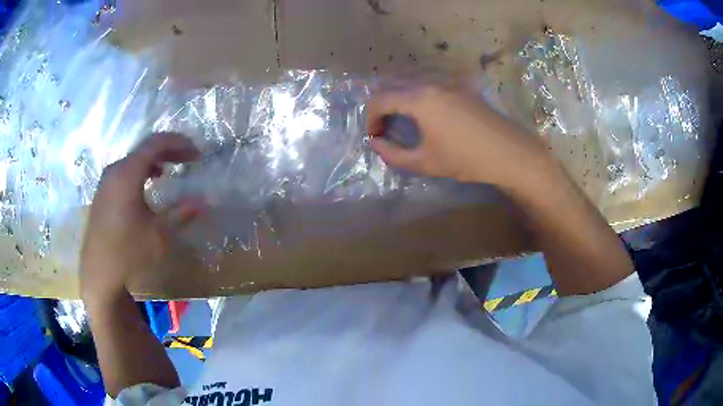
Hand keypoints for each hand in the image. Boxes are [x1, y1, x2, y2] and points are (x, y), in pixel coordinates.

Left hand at [80, 133, 201, 304]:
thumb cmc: (129, 252)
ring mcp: (106, 182)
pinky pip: (124, 171)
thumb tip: (204, 201)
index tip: (197, 153)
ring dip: (154, 160)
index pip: (155, 143)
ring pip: (133, 159)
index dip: (179, 143)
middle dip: (168, 150)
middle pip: (144, 148)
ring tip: (170, 169)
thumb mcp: (159, 235)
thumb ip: (181, 213)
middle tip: (188, 159)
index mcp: (127, 174)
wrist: (99, 274)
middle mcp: (115, 170)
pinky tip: (147, 184)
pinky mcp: (102, 194)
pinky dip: (141, 171)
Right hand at [366, 85, 549, 185]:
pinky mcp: (461, 85)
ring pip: (411, 80)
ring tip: (401, 118)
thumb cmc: (466, 160)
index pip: (380, 100)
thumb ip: (394, 154)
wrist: (509, 153)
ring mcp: (447, 81)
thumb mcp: (425, 162)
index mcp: (419, 99)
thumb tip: (376, 143)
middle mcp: (430, 83)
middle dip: (381, 105)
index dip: (370, 119)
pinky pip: (429, 81)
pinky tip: (424, 109)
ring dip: (398, 96)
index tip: (374, 137)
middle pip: (392, 84)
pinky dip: (417, 92)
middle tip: (384, 127)